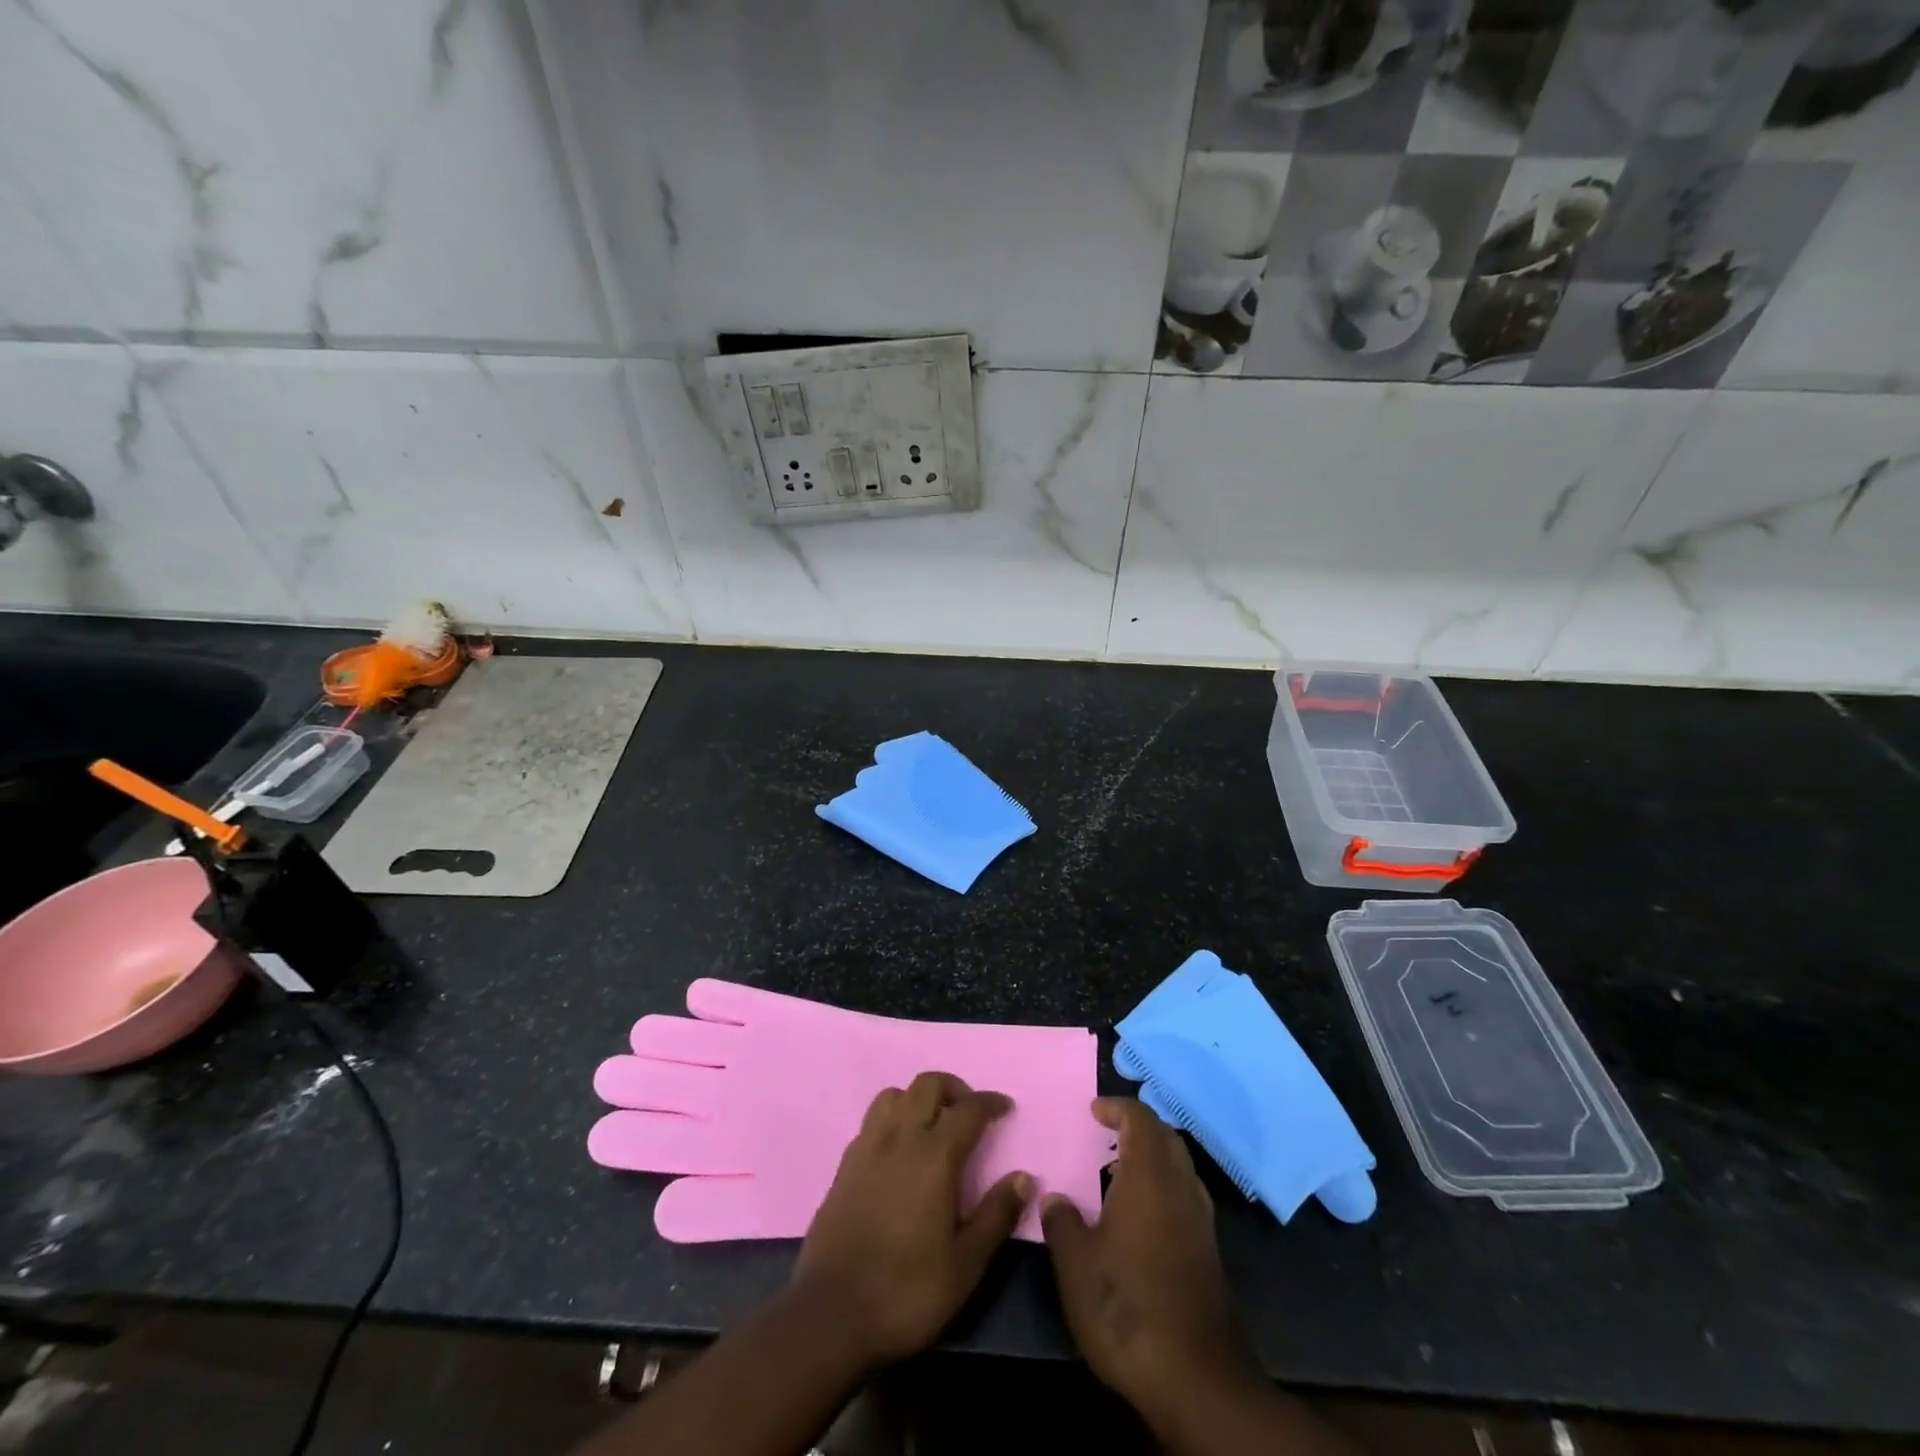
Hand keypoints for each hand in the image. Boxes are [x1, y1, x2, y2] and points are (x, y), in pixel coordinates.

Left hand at [790, 1071, 1033, 1368]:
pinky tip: (899, 1151)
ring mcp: (867, 1148)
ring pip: (894, 1094)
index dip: (990, 1102)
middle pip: (927, 1084)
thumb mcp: (965, 1266)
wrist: (830, 1315)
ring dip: (918, 1098)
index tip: (1005, 1109)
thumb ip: (996, 1215)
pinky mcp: (844, 1165)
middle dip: (954, 1088)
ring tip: (933, 1126)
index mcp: (934, 1157)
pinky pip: (872, 1120)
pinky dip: (892, 1119)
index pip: (968, 1109)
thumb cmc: (906, 1292)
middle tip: (970, 1114)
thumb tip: (1024, 1177)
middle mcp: (900, 1139)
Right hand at [1041, 1098, 1261, 1430]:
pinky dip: (1163, 1188)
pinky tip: (1138, 1218)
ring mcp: (1201, 1222)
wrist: (1195, 1379)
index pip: (1140, 1119)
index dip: (1117, 1108)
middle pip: (1166, 1138)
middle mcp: (1180, 1188)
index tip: (1093, 1111)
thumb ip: (1061, 1221)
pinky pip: (1185, 1197)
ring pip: (1180, 1168)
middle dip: (1138, 1128)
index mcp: (1149, 1177)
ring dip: (1152, 1158)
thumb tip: (1054, 1198)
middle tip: (1107, 1134)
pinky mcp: (1208, 1254)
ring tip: (1118, 1172)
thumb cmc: (1126, 1305)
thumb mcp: (1075, 1263)